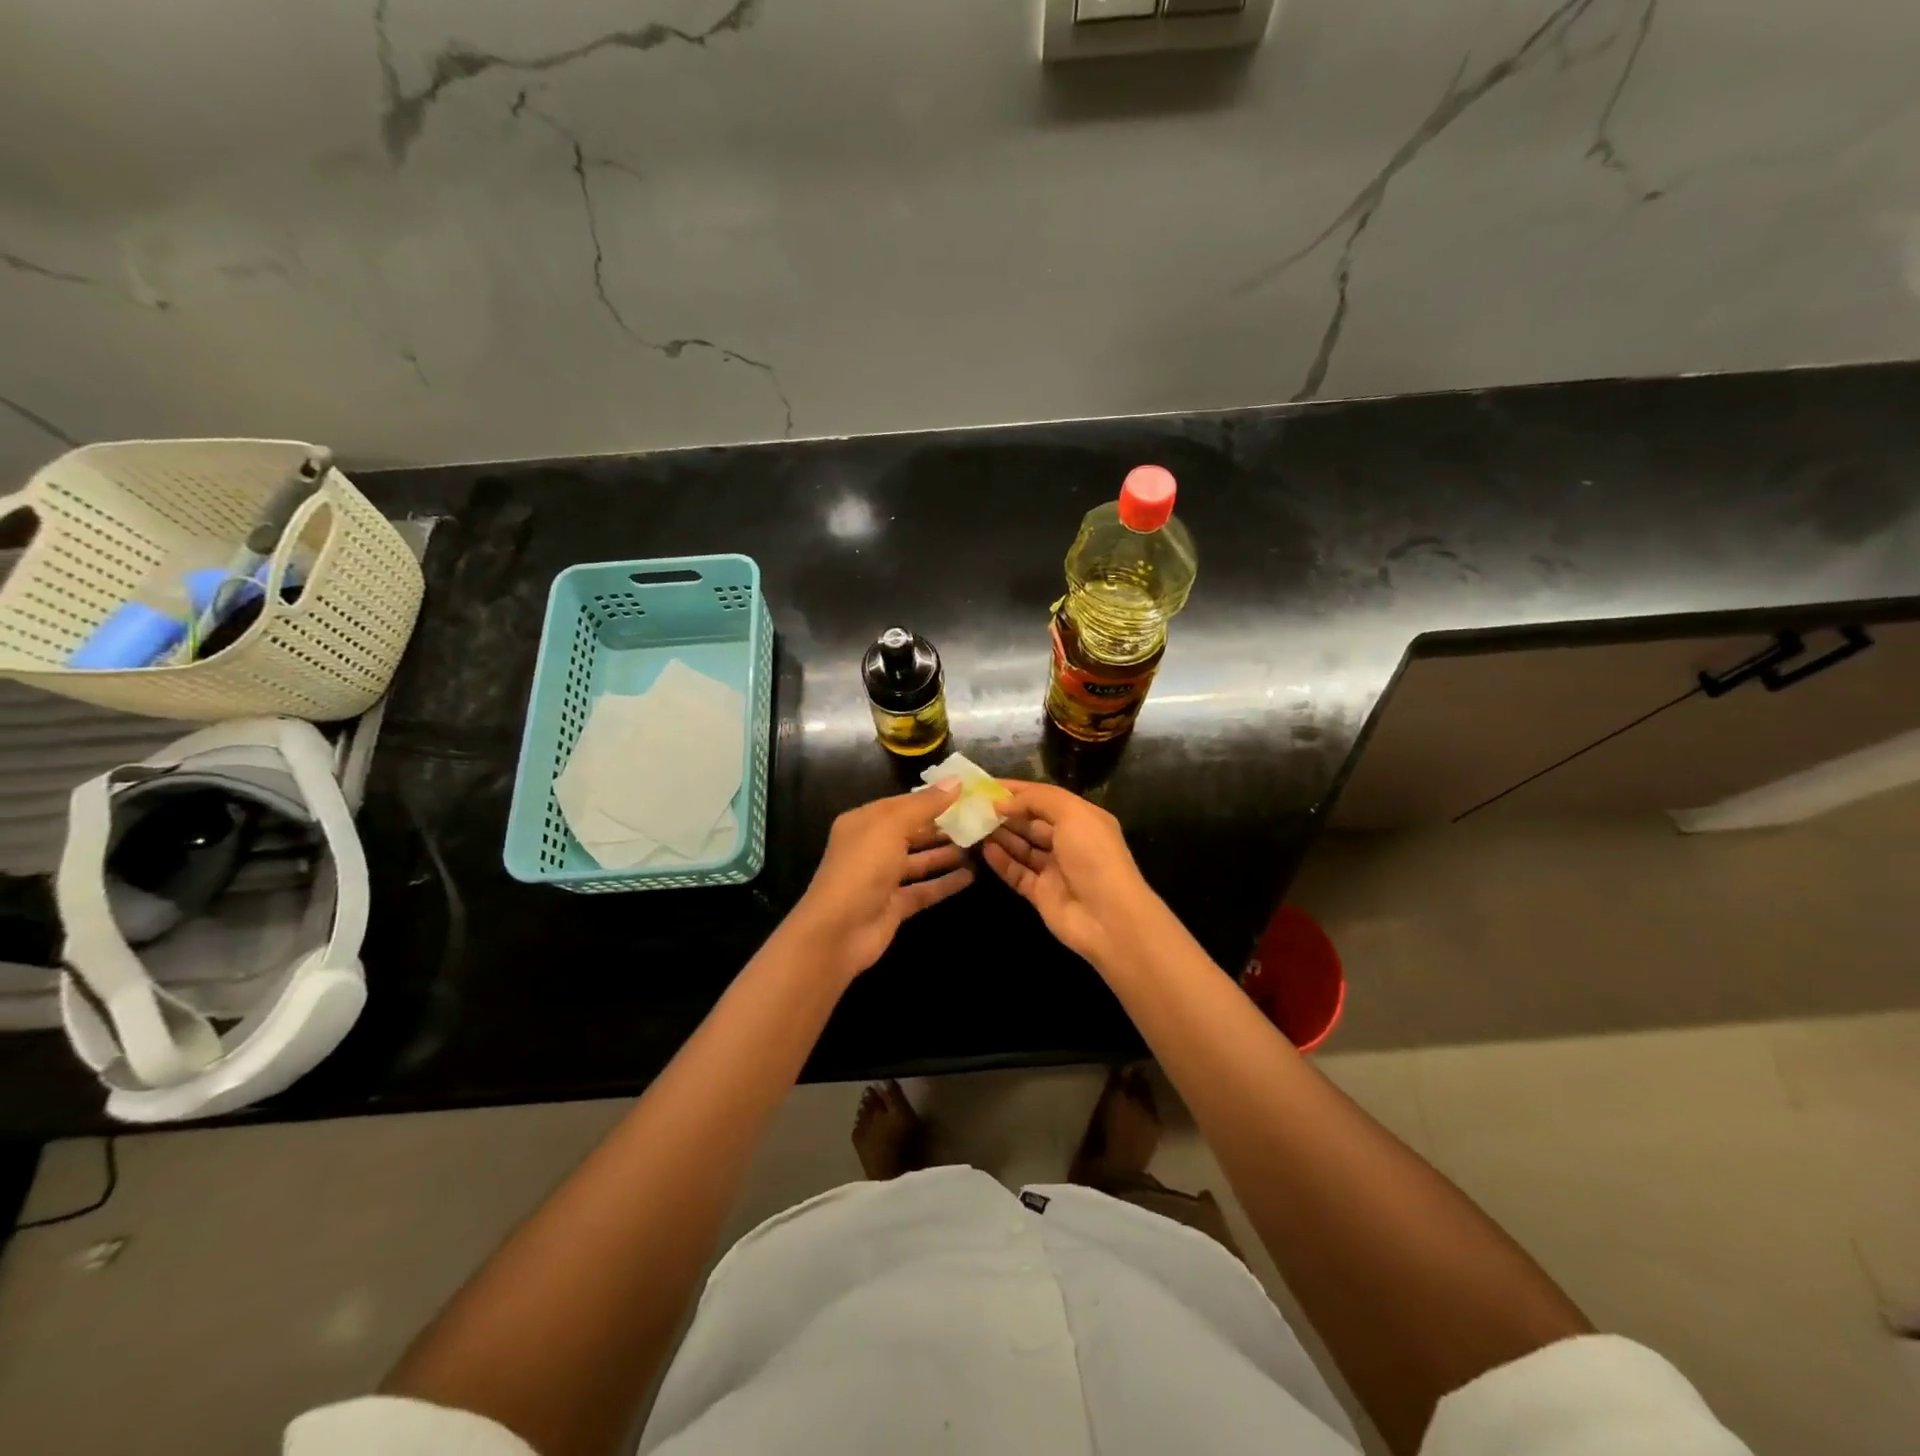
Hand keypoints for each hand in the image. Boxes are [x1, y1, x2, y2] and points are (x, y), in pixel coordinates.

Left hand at [788, 783, 973, 980]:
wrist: (838, 931)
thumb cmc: (862, 868)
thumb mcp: (892, 826)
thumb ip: (925, 804)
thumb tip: (956, 780)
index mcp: (864, 822)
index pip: (903, 803)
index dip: (933, 798)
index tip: (966, 793)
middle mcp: (872, 847)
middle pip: (912, 832)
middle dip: (942, 826)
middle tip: (979, 820)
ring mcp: (882, 879)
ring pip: (919, 861)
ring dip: (946, 853)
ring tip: (979, 845)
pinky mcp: (894, 906)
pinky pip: (924, 889)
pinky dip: (945, 883)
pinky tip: (971, 875)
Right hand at [981, 780, 1160, 970]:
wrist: (1108, 917)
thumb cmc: (1093, 856)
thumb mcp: (1072, 813)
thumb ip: (1037, 800)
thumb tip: (1003, 802)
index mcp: (1082, 818)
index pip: (1044, 798)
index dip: (1017, 790)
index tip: (986, 785)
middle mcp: (1068, 842)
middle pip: (1031, 822)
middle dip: (1005, 813)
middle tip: (972, 806)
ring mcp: (1054, 869)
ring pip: (1022, 847)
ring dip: (1000, 835)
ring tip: (972, 825)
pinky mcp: (1041, 894)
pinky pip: (1017, 873)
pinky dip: (1001, 861)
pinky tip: (984, 850)